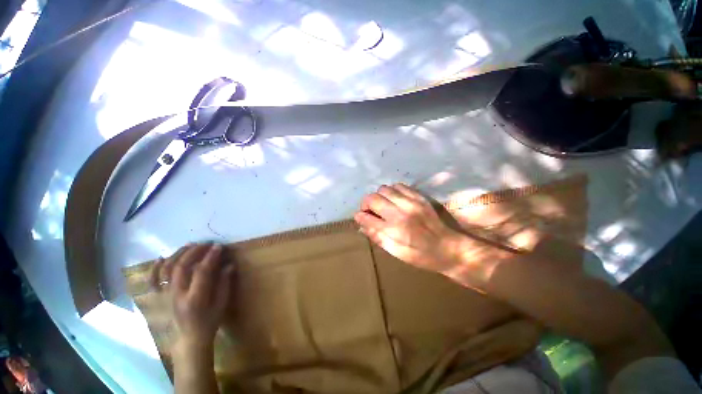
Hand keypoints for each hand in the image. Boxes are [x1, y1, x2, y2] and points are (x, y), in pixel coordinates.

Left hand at [150, 243, 234, 349]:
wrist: (190, 339)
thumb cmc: (209, 321)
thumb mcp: (222, 304)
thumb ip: (225, 283)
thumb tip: (229, 265)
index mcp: (195, 298)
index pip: (202, 272)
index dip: (210, 257)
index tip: (219, 246)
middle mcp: (177, 295)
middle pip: (181, 267)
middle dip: (195, 251)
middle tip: (206, 243)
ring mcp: (166, 295)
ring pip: (167, 269)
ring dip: (178, 254)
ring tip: (190, 245)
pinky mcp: (160, 297)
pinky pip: (153, 280)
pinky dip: (155, 268)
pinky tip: (161, 257)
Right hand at [354, 184, 463, 272]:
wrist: (449, 248)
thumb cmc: (420, 255)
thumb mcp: (396, 252)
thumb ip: (377, 236)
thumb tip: (361, 225)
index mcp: (394, 230)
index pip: (367, 217)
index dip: (359, 216)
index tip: (359, 217)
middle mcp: (400, 212)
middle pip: (373, 198)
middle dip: (366, 204)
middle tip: (369, 211)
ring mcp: (411, 202)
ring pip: (384, 189)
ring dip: (379, 196)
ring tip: (382, 205)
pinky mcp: (419, 196)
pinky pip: (399, 186)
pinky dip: (392, 191)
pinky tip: (394, 200)